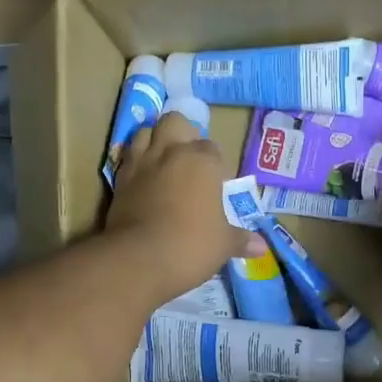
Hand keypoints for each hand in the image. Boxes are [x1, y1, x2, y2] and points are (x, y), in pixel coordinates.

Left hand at [107, 112, 261, 300]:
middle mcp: (171, 152)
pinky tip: (142, 177)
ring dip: (155, 140)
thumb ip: (241, 240)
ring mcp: (142, 163)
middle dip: (183, 134)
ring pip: (146, 131)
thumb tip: (262, 248)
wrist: (138, 259)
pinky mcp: (119, 179)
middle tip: (189, 159)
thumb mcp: (223, 245)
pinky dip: (135, 161)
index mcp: (202, 161)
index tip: (216, 183)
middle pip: (176, 122)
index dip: (215, 164)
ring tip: (163, 161)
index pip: (212, 148)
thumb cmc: (191, 246)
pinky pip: (127, 156)